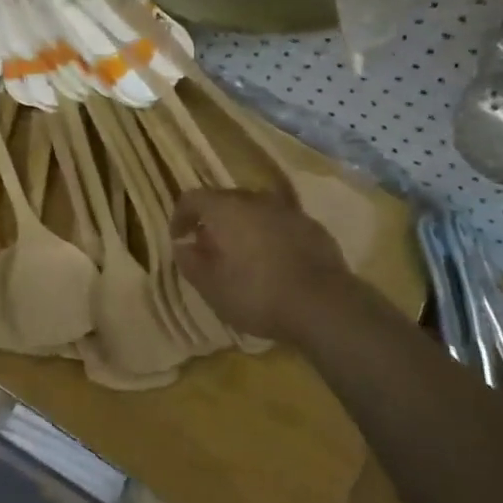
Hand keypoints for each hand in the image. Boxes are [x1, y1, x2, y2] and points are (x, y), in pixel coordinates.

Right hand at [170, 189, 354, 343]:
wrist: (323, 304)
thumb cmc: (256, 294)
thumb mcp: (211, 287)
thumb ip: (190, 262)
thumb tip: (183, 246)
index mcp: (226, 209)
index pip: (192, 198)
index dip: (180, 216)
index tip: (179, 237)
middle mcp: (256, 200)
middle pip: (226, 201)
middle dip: (213, 221)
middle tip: (209, 249)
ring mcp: (288, 211)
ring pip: (256, 211)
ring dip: (244, 227)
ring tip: (243, 256)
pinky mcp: (313, 227)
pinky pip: (281, 224)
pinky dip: (270, 236)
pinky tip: (275, 263)